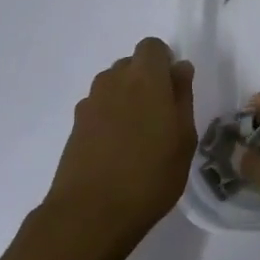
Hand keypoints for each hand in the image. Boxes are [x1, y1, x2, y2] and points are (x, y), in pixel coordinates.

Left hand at [34, 37, 196, 259]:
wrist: (91, 213)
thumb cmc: (151, 175)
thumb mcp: (184, 138)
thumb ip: (182, 97)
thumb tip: (180, 68)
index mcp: (145, 78)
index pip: (152, 47)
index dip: (164, 62)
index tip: (174, 89)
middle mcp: (113, 81)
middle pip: (131, 64)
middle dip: (146, 80)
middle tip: (161, 116)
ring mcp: (90, 103)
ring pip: (113, 86)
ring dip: (127, 99)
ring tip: (140, 136)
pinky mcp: (75, 125)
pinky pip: (99, 108)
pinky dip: (110, 118)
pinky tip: (118, 150)